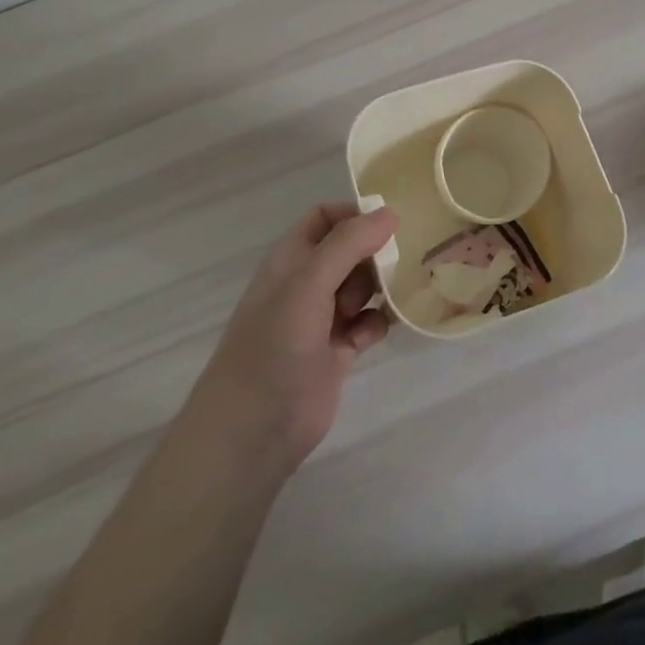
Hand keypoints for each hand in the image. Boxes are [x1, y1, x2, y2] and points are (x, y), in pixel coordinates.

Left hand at [200, 203, 394, 478]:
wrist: (252, 432)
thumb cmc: (274, 347)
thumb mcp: (308, 285)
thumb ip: (348, 244)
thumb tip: (390, 212)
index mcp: (291, 259)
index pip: (325, 217)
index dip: (355, 215)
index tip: (389, 226)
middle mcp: (306, 283)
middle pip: (351, 250)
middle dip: (374, 255)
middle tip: (391, 269)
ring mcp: (321, 318)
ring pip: (363, 286)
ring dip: (379, 289)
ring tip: (383, 302)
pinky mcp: (336, 351)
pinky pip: (367, 323)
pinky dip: (375, 324)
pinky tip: (371, 336)